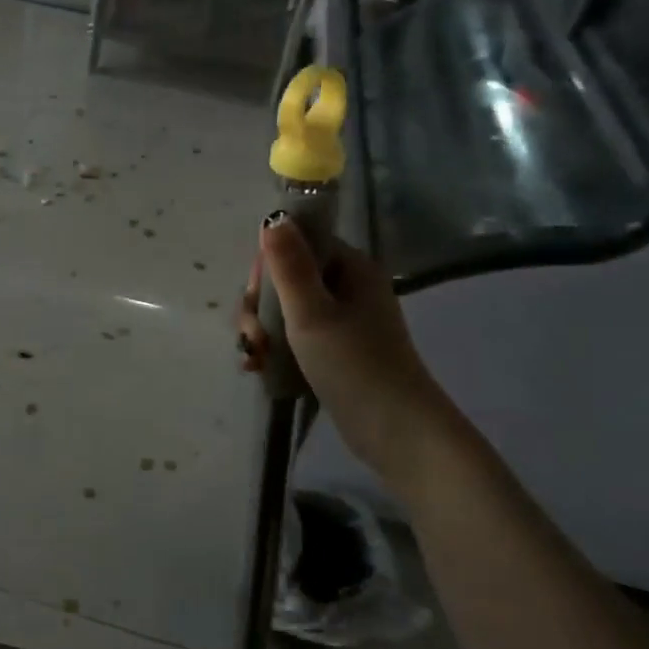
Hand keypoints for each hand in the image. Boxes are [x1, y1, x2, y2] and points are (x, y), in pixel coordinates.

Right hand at [235, 216, 448, 471]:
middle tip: (253, 338)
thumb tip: (273, 217)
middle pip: (286, 279)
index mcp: (351, 268)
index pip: (298, 244)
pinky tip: (258, 369)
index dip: (267, 267)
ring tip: (253, 359)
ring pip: (285, 311)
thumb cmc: (354, 366)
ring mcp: (343, 321)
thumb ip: (289, 265)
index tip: (254, 298)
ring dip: (261, 331)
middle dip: (258, 307)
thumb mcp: (312, 313)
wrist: (396, 432)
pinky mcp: (336, 351)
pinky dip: (273, 349)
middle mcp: (348, 288)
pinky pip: (294, 337)